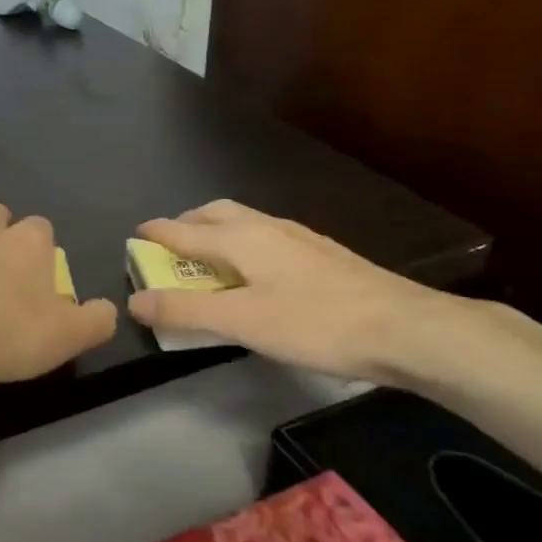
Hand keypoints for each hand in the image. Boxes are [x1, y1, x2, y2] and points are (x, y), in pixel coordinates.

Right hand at [128, 200, 452, 380]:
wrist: (406, 328)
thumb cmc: (315, 323)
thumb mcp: (241, 322)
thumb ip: (186, 311)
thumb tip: (135, 300)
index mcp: (241, 237)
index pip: (184, 230)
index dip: (156, 234)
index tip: (136, 234)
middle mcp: (267, 226)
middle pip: (215, 213)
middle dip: (187, 224)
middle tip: (170, 245)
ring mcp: (299, 237)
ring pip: (244, 222)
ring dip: (216, 232)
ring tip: (209, 258)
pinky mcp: (322, 254)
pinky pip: (267, 237)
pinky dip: (244, 244)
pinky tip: (259, 272)